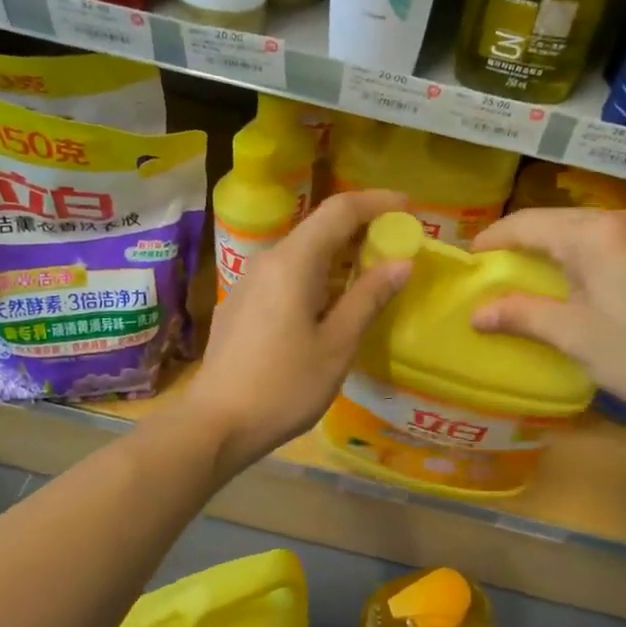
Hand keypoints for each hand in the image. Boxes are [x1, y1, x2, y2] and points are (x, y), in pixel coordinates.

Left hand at [191, 190, 410, 468]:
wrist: (216, 424)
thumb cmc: (284, 386)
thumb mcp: (336, 345)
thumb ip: (369, 298)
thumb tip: (402, 262)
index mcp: (293, 263)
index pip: (339, 210)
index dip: (377, 202)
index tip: (409, 208)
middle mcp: (267, 261)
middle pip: (319, 228)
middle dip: (362, 230)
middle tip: (398, 246)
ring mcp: (249, 282)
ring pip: (303, 253)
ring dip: (340, 256)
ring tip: (372, 275)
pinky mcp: (242, 304)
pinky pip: (287, 275)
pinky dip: (318, 275)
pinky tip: (332, 304)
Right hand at [470, 208, 625, 428]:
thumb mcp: (572, 335)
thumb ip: (521, 315)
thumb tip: (476, 314)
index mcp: (595, 234)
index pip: (528, 224)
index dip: (493, 240)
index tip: (467, 261)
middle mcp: (620, 221)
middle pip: (554, 221)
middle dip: (518, 243)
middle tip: (490, 271)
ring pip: (579, 230)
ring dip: (548, 249)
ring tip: (521, 276)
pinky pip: (602, 243)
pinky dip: (575, 256)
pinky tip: (566, 282)